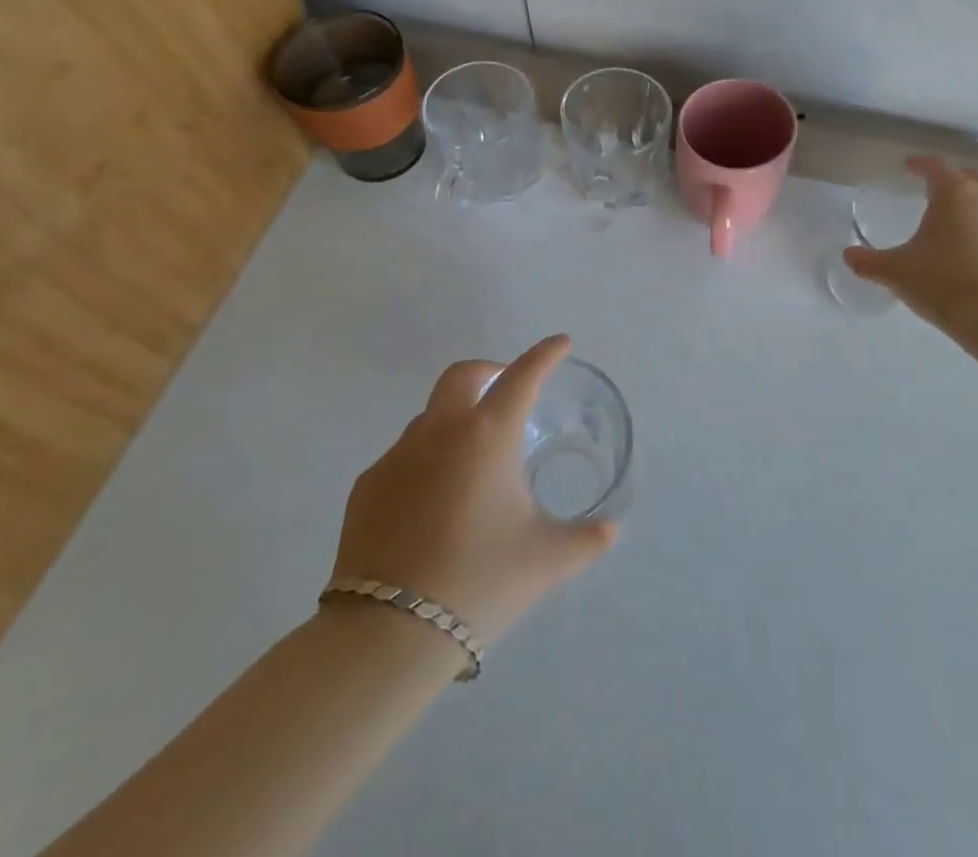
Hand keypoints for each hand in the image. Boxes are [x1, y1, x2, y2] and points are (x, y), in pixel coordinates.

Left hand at [331, 334, 617, 642]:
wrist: (388, 633)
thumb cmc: (480, 581)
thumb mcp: (546, 560)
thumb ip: (586, 540)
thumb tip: (611, 529)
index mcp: (487, 436)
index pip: (522, 377)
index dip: (544, 355)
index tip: (560, 342)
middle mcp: (440, 431)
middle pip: (462, 375)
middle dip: (489, 372)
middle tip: (506, 390)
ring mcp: (397, 456)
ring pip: (430, 417)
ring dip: (455, 421)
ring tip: (472, 463)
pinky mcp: (367, 486)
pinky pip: (403, 457)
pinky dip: (425, 461)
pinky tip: (433, 503)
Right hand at [842, 155, 977, 340]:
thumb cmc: (944, 283)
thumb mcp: (897, 272)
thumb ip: (869, 262)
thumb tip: (848, 255)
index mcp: (954, 193)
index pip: (935, 166)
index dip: (919, 163)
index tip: (908, 166)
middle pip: (969, 175)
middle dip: (950, 177)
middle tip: (931, 185)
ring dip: (969, 201)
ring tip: (949, 216)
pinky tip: (966, 246)